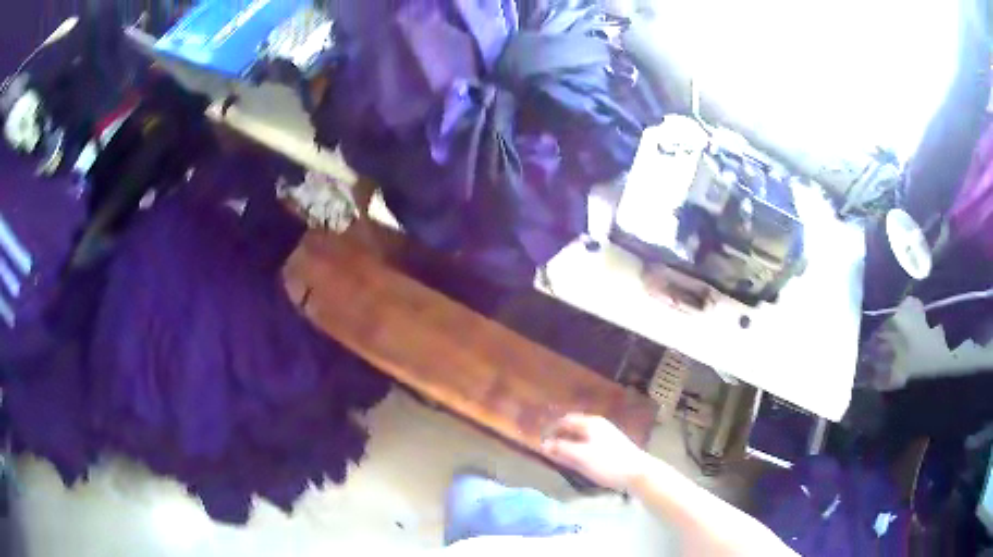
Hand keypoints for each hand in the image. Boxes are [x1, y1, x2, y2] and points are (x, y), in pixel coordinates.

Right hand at [540, 414, 650, 490]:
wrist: (637, 472)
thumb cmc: (608, 462)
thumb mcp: (581, 456)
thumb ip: (561, 449)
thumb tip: (543, 444)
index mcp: (590, 423)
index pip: (565, 421)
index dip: (551, 429)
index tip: (539, 441)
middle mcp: (597, 426)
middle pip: (573, 428)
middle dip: (559, 438)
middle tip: (546, 451)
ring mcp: (605, 437)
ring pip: (580, 438)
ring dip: (568, 446)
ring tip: (557, 458)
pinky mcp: (610, 448)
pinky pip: (588, 446)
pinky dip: (578, 451)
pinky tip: (574, 462)